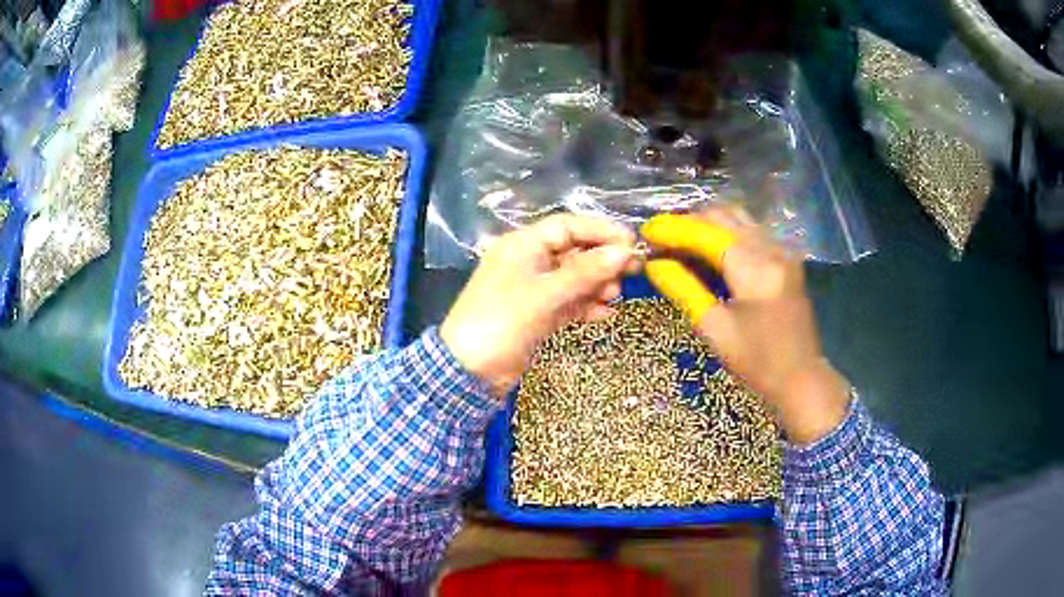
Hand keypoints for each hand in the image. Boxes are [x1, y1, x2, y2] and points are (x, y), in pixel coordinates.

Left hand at [441, 215, 635, 397]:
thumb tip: (624, 252)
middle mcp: (529, 262)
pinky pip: (568, 303)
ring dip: (596, 284)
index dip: (600, 231)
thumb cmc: (502, 322)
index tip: (631, 242)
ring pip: (573, 279)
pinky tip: (606, 314)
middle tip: (633, 270)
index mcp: (523, 245)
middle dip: (602, 260)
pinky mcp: (537, 315)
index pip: (567, 227)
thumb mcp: (545, 294)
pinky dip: (586, 306)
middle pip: (573, 252)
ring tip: (616, 295)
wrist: (469, 371)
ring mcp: (533, 290)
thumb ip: (585, 273)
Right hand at [641, 208, 849, 443]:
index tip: (647, 231)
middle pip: (723, 216)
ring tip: (681, 243)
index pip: (707, 233)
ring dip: (707, 224)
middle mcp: (771, 249)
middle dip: (689, 222)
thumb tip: (654, 264)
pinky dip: (725, 233)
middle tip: (661, 240)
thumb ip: (684, 289)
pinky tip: (709, 251)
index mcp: (755, 270)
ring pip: (738, 218)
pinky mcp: (785, 257)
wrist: (801, 376)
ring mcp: (782, 251)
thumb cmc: (757, 361)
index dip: (674, 229)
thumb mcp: (715, 329)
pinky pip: (751, 231)